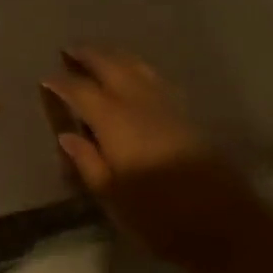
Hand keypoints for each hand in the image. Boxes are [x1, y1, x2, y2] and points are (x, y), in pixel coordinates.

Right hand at [43, 47, 263, 272]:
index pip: (81, 92)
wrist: (226, 222)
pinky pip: (152, 74)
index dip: (62, 83)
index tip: (46, 78)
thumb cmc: (162, 218)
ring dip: (112, 55)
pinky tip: (135, 72)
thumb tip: (67, 134)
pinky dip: (136, 65)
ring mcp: (165, 102)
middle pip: (108, 66)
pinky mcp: (185, 110)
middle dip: (87, 56)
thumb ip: (89, 163)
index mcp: (114, 121)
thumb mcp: (115, 200)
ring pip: (133, 65)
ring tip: (98, 53)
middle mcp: (137, 102)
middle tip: (69, 50)